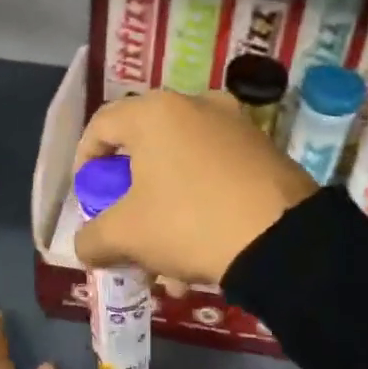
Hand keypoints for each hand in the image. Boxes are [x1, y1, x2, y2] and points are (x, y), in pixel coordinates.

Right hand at [72, 89, 317, 286]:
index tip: (88, 197)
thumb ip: (92, 238)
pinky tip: (203, 253)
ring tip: (167, 263)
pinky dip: (200, 206)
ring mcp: (235, 124)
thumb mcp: (126, 236)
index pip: (101, 125)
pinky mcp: (263, 149)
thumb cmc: (189, 222)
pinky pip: (215, 173)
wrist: (283, 239)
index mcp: (155, 112)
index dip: (85, 162)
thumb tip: (86, 245)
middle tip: (127, 229)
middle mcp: (195, 105)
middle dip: (130, 197)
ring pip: (181, 167)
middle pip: (144, 148)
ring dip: (165, 211)